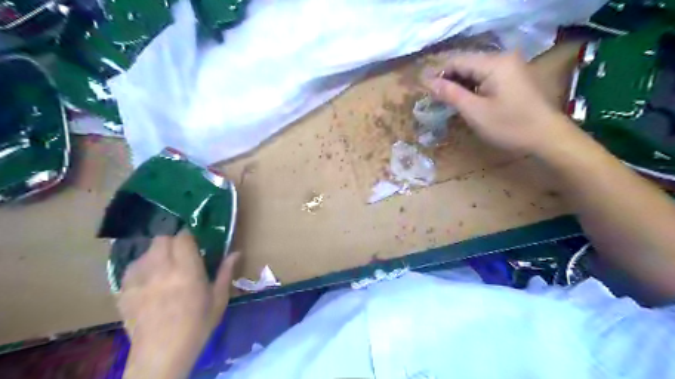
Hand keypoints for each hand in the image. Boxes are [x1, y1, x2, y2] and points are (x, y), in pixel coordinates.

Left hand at [117, 231, 239, 378]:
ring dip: (157, 253)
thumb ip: (225, 272)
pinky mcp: (124, 291)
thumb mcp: (218, 299)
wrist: (162, 354)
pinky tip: (149, 279)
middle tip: (180, 253)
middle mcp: (161, 269)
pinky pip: (131, 268)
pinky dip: (141, 267)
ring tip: (164, 266)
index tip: (194, 242)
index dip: (188, 236)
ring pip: (145, 251)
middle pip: (161, 239)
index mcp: (186, 270)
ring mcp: (138, 280)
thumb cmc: (197, 325)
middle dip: (172, 241)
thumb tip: (236, 252)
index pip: (182, 237)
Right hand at [421, 51, 574, 155]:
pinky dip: (472, 87)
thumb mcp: (475, 112)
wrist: (547, 136)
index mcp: (494, 63)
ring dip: (459, 84)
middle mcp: (502, 58)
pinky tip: (464, 99)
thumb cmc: (509, 126)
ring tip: (444, 100)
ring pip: (475, 71)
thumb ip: (451, 94)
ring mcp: (510, 67)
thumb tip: (428, 82)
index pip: (457, 60)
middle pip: (466, 63)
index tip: (423, 89)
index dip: (438, 73)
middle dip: (448, 79)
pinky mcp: (512, 77)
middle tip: (432, 98)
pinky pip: (485, 77)